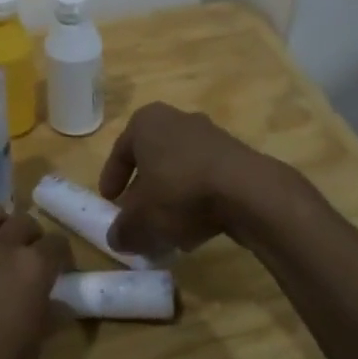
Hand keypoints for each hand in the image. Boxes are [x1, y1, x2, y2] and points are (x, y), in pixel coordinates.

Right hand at [97, 102, 282, 256]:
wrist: (247, 191)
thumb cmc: (179, 192)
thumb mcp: (140, 219)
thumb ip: (123, 230)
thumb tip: (118, 238)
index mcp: (147, 122)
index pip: (121, 149)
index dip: (112, 177)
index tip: (109, 200)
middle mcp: (178, 120)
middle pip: (153, 158)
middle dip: (144, 190)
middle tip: (138, 216)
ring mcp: (211, 135)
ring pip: (181, 170)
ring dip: (172, 198)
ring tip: (168, 230)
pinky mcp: (237, 156)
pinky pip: (207, 179)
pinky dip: (197, 201)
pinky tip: (196, 229)